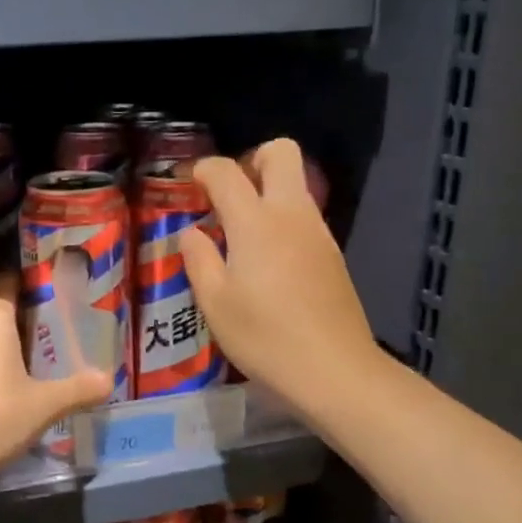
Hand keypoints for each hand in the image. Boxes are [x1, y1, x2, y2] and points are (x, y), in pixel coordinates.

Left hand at [0, 273, 109, 495]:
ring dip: (9, 353)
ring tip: (41, 366)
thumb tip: (109, 378)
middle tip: (62, 332)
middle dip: (28, 322)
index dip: (29, 280)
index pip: (7, 283)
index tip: (54, 284)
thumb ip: (77, 390)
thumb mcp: (43, 407)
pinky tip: (9, 399)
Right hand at [178, 140, 374, 416]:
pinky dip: (283, 219)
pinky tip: (266, 260)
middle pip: (281, 153)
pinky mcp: (333, 253)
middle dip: (251, 159)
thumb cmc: (264, 337)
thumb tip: (192, 232)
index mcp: (256, 222)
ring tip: (240, 233)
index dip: (203, 169)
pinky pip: (304, 215)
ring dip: (268, 191)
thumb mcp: (214, 303)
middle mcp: (291, 214)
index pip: (226, 171)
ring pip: (296, 184)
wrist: (334, 370)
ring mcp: (318, 232)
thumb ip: (198, 258)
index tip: (187, 183)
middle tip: (227, 195)